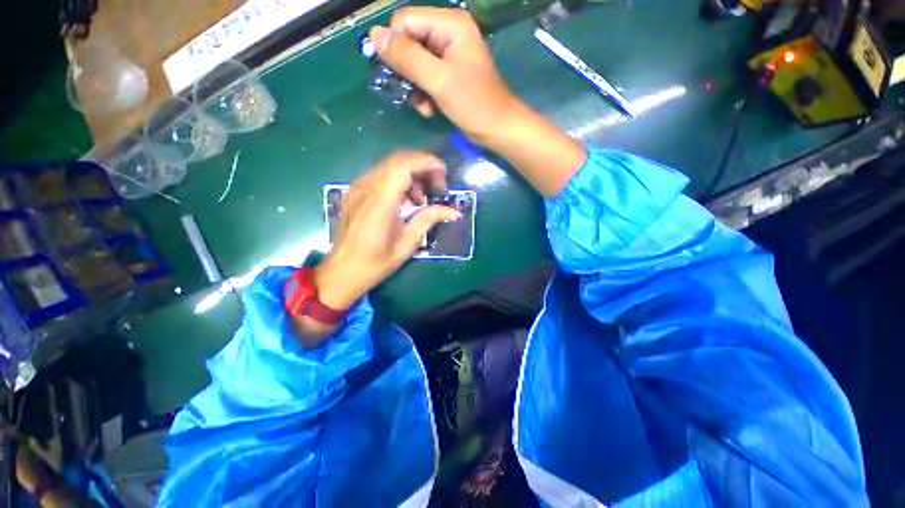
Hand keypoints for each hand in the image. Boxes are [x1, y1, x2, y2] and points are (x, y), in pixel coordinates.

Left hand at [314, 152, 462, 310]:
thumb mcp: (407, 244)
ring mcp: (357, 188)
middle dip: (422, 168)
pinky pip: (380, 175)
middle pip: (397, 161)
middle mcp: (366, 188)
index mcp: (380, 203)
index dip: (426, 162)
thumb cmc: (376, 262)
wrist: (343, 271)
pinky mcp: (354, 192)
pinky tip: (404, 200)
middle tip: (437, 187)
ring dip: (411, 175)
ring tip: (421, 198)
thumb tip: (454, 211)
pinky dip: (398, 180)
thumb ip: (429, 220)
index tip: (443, 174)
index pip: (403, 165)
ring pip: (389, 166)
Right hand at [369, 7, 518, 144]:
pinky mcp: (448, 74)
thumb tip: (374, 35)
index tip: (396, 75)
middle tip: (412, 94)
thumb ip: (407, 57)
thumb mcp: (439, 80)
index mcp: (449, 24)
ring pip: (414, 63)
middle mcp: (447, 33)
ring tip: (424, 106)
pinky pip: (424, 78)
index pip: (404, 21)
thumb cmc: (474, 103)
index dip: (395, 47)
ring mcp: (448, 55)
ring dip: (414, 88)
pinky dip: (423, 95)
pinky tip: (430, 109)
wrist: (497, 128)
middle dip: (406, 72)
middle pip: (408, 42)